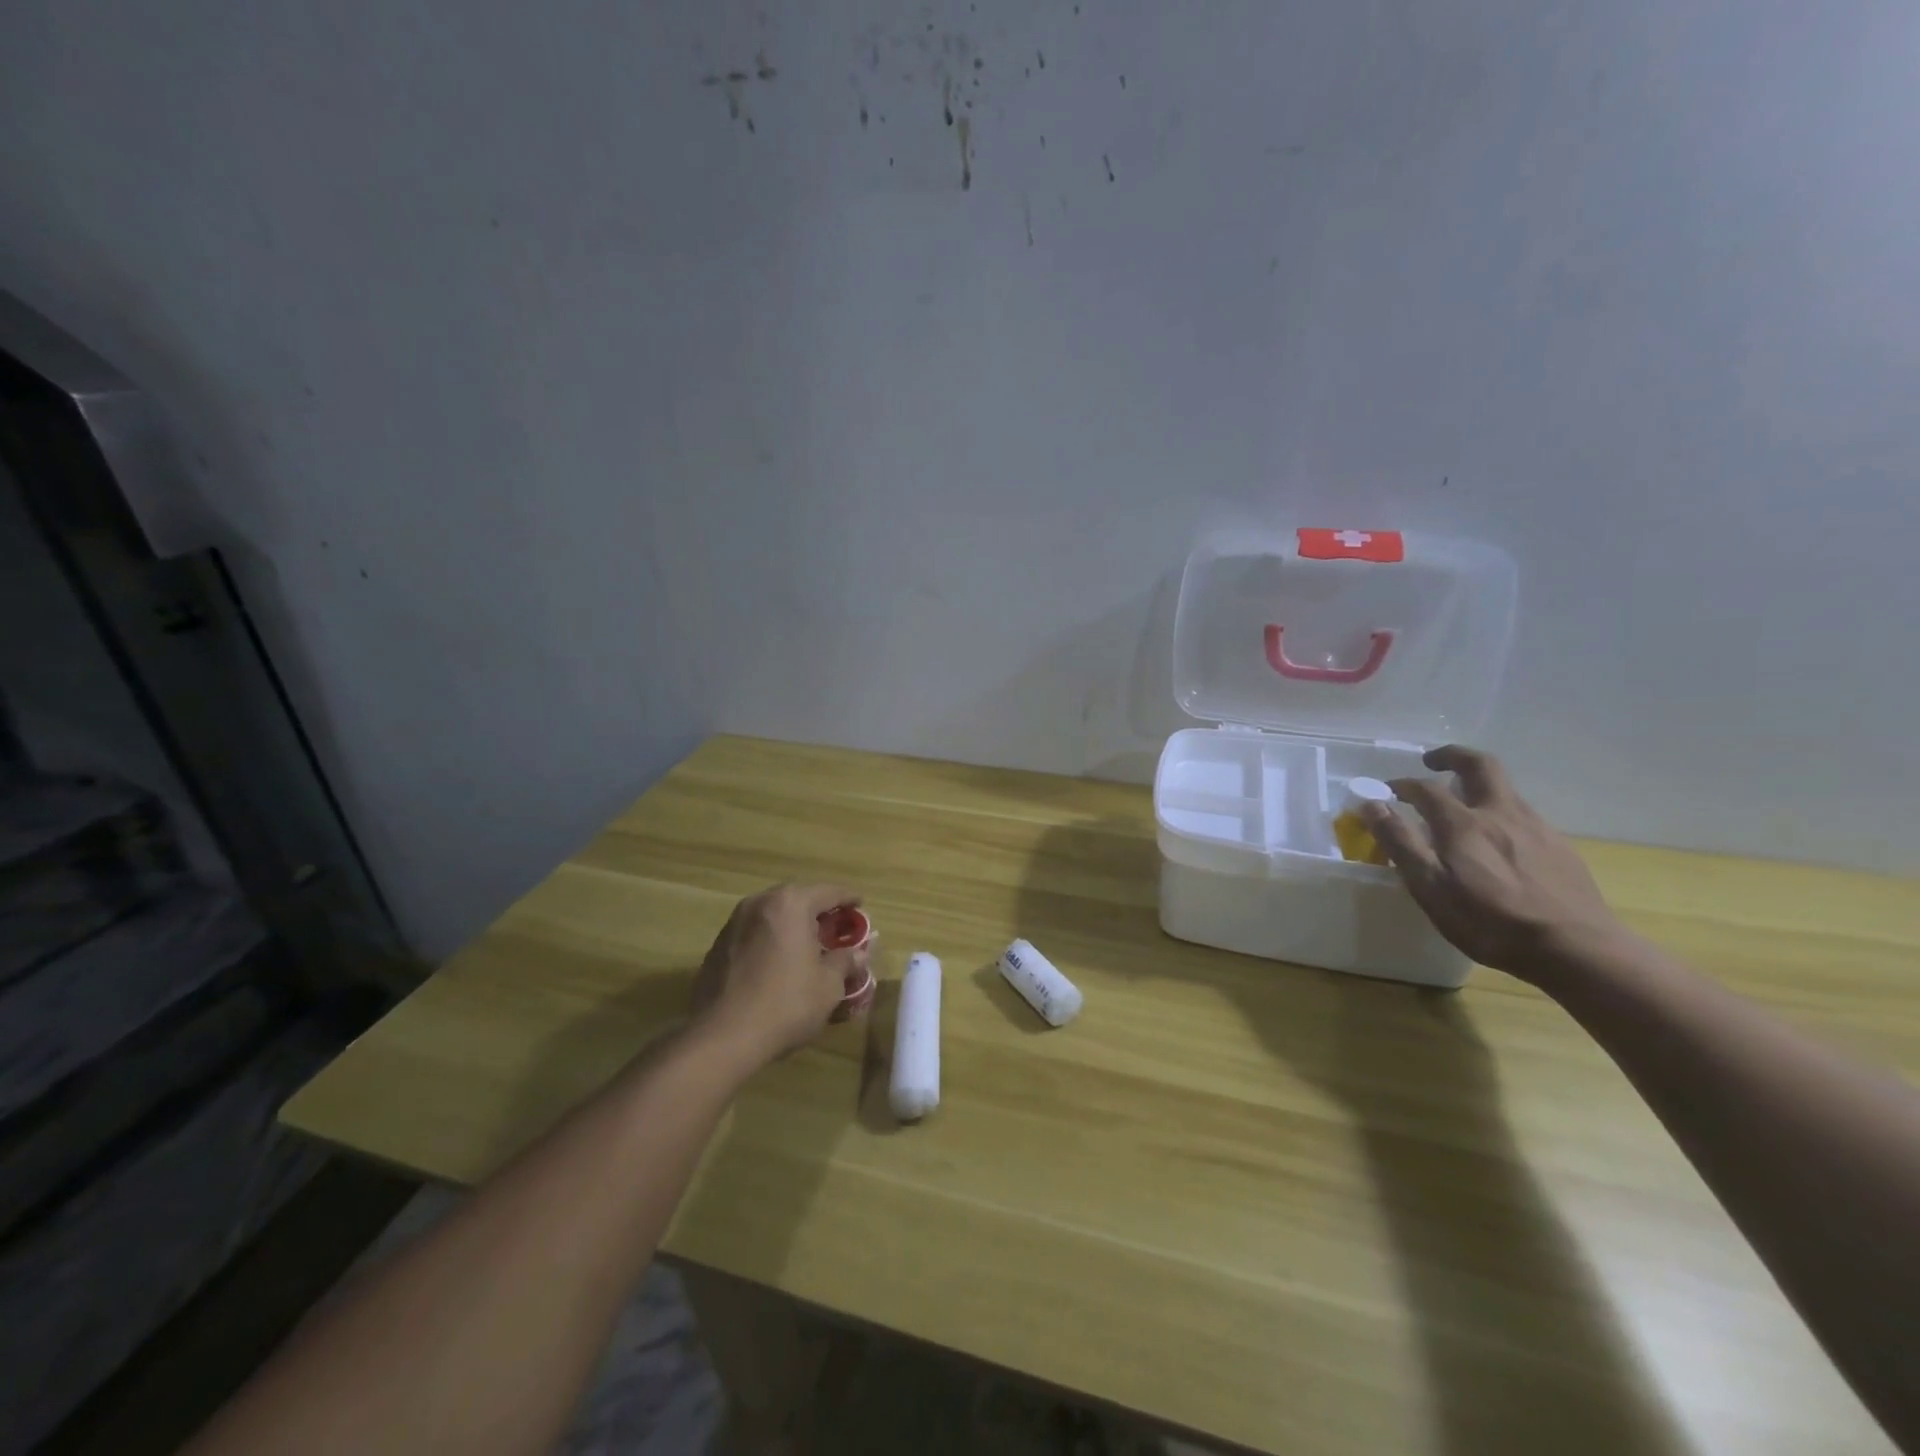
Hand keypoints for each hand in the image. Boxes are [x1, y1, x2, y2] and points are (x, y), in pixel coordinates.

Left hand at [690, 883, 866, 1063]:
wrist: (722, 1037)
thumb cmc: (786, 1004)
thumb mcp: (828, 985)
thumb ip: (844, 961)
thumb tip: (857, 953)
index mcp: (791, 904)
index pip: (828, 892)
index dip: (848, 898)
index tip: (860, 904)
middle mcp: (759, 903)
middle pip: (797, 899)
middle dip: (817, 910)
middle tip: (835, 926)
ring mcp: (733, 924)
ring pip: (771, 915)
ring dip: (790, 925)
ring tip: (806, 945)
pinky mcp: (716, 947)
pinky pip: (752, 934)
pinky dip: (769, 941)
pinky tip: (777, 963)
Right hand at [1362, 746, 1626, 981]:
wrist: (1577, 949)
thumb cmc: (1490, 921)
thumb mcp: (1430, 886)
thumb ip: (1400, 842)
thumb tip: (1371, 805)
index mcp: (1463, 823)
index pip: (1425, 788)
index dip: (1403, 785)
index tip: (1388, 791)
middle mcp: (1501, 813)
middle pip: (1480, 765)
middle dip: (1453, 756)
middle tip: (1432, 762)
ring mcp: (1536, 828)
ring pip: (1505, 790)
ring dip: (1478, 786)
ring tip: (1462, 807)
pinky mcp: (1560, 847)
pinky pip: (1524, 817)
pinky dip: (1501, 814)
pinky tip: (1499, 843)